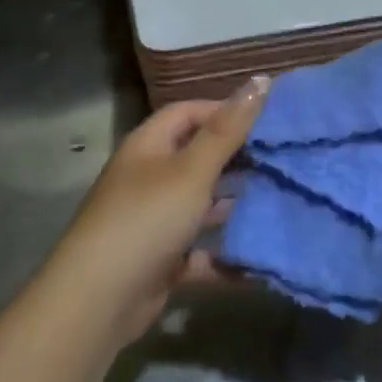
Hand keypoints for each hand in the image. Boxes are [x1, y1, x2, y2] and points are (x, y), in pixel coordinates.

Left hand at [42, 76, 268, 349]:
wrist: (97, 301)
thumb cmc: (146, 220)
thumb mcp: (191, 171)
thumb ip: (227, 130)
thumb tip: (260, 80)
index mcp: (148, 147)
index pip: (188, 113)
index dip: (225, 110)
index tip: (268, 119)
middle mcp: (148, 179)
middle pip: (197, 158)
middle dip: (237, 158)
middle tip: (283, 159)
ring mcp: (153, 221)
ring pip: (201, 206)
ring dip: (234, 205)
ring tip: (279, 200)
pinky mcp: (161, 261)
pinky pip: (200, 252)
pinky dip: (226, 256)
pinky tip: (259, 259)